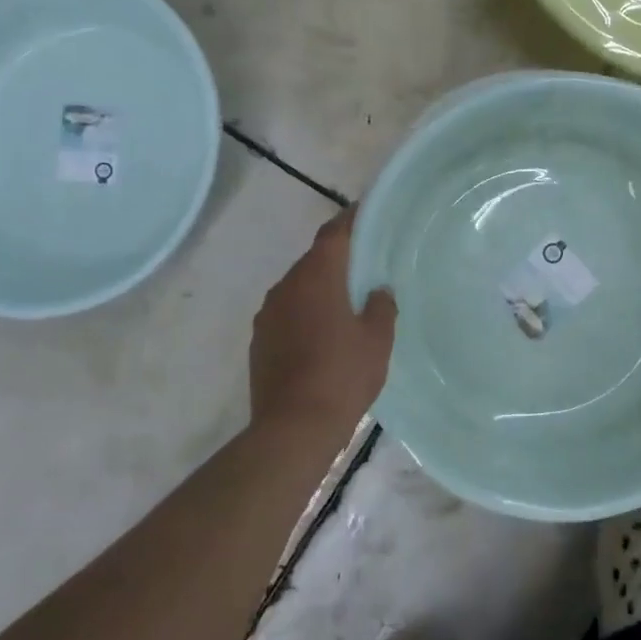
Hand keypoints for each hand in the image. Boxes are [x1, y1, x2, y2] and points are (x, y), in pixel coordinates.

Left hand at [250, 210, 395, 439]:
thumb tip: (378, 290)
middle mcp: (286, 286)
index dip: (350, 220)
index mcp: (317, 277)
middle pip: (314, 260)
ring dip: (319, 289)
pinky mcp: (259, 340)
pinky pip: (286, 313)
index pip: (333, 234)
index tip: (364, 212)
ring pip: (298, 288)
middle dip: (337, 260)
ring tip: (345, 305)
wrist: (293, 427)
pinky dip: (304, 313)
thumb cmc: (343, 376)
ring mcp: (267, 314)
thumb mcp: (377, 340)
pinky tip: (321, 336)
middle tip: (364, 267)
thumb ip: (381, 306)